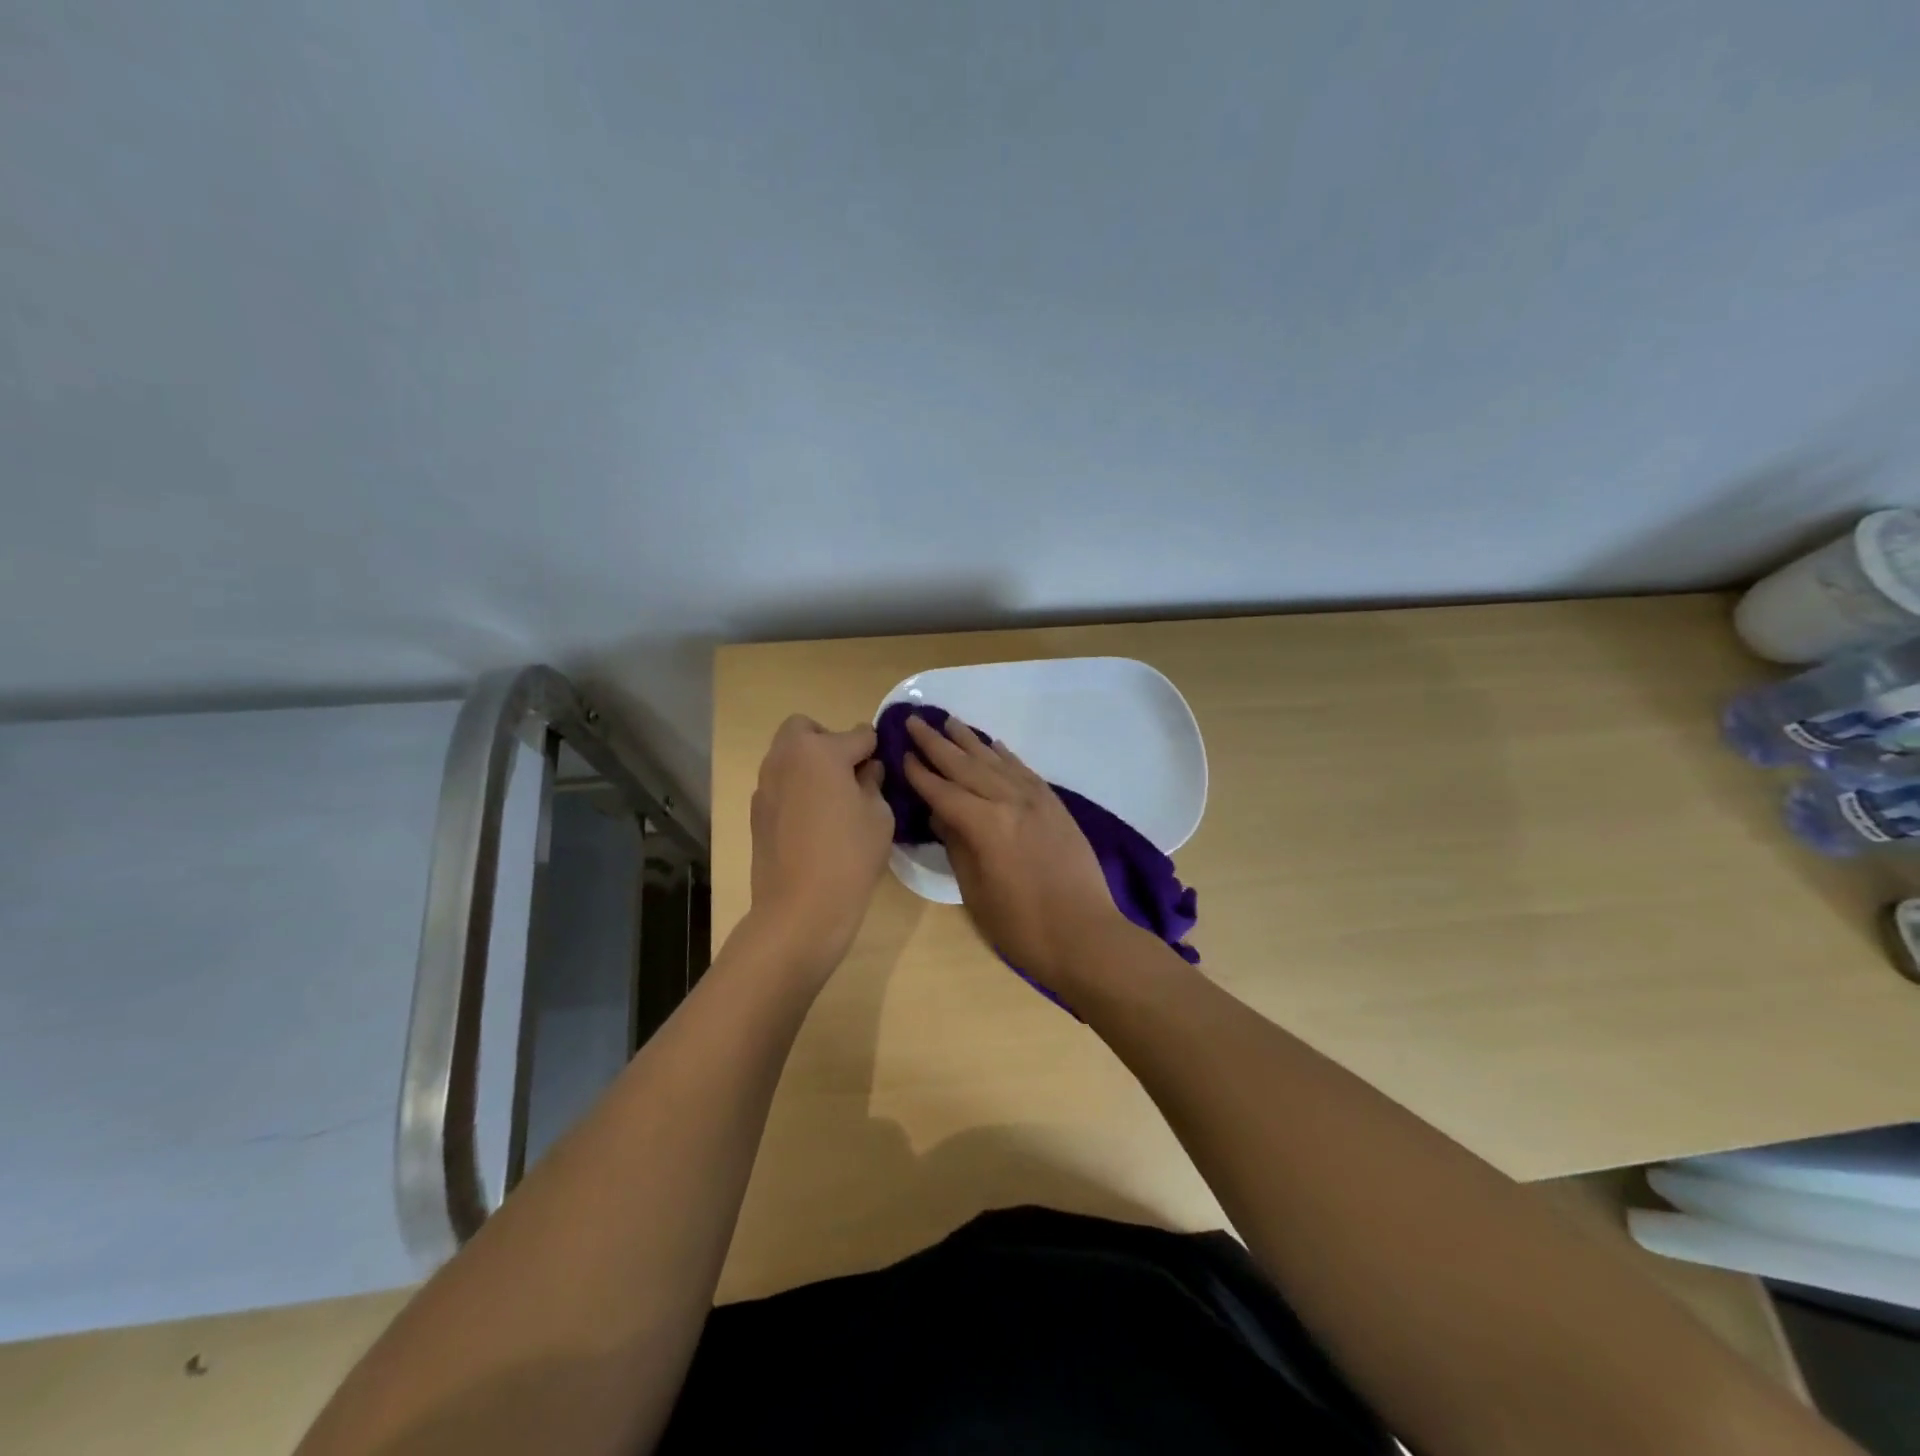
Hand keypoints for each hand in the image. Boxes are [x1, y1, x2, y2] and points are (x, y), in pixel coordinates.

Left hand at [748, 715, 893, 978]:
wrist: (800, 908)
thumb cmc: (850, 856)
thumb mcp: (879, 815)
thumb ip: (873, 782)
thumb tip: (867, 770)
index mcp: (820, 751)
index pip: (859, 735)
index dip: (876, 750)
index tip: (884, 768)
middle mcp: (786, 758)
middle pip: (806, 729)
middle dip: (829, 741)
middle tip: (849, 774)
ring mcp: (765, 784)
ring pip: (788, 755)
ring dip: (810, 764)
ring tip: (833, 800)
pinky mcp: (756, 811)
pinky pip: (780, 784)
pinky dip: (796, 789)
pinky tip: (813, 823)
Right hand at [901, 714, 1125, 989]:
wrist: (1085, 934)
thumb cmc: (1021, 926)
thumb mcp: (976, 891)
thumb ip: (957, 846)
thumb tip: (941, 815)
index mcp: (986, 825)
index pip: (943, 791)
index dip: (920, 773)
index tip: (901, 753)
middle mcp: (1010, 802)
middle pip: (966, 766)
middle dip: (937, 744)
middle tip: (914, 721)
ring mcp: (1036, 800)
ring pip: (996, 762)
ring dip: (970, 741)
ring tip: (949, 722)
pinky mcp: (1055, 805)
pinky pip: (1025, 771)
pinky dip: (1006, 756)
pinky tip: (994, 745)